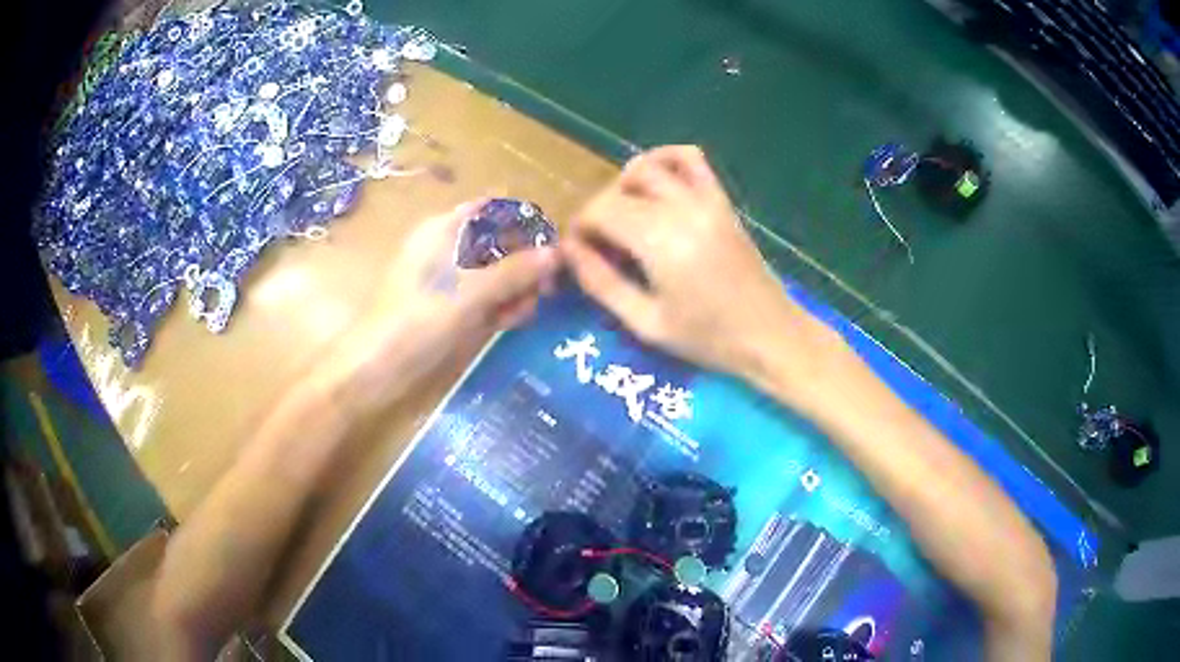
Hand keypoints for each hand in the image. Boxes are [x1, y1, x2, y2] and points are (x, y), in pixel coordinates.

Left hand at [331, 199, 558, 412]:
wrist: (377, 365)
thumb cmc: (419, 317)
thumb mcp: (471, 291)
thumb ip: (515, 270)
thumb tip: (557, 254)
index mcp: (444, 228)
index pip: (494, 210)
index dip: (524, 224)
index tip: (550, 249)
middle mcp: (448, 247)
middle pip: (498, 243)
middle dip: (524, 264)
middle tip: (545, 290)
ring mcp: (448, 279)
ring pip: (494, 273)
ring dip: (515, 289)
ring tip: (524, 312)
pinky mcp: (449, 307)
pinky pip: (483, 298)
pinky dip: (499, 306)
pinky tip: (510, 322)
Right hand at [563, 146, 825, 379]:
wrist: (771, 335)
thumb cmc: (709, 339)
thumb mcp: (646, 323)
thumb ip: (602, 283)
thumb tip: (568, 250)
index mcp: (661, 242)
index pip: (601, 210)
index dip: (580, 227)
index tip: (577, 252)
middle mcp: (681, 209)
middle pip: (619, 189)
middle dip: (598, 211)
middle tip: (599, 246)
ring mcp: (706, 199)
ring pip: (649, 166)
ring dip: (624, 184)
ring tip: (623, 215)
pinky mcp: (722, 200)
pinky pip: (690, 159)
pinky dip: (666, 159)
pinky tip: (656, 182)